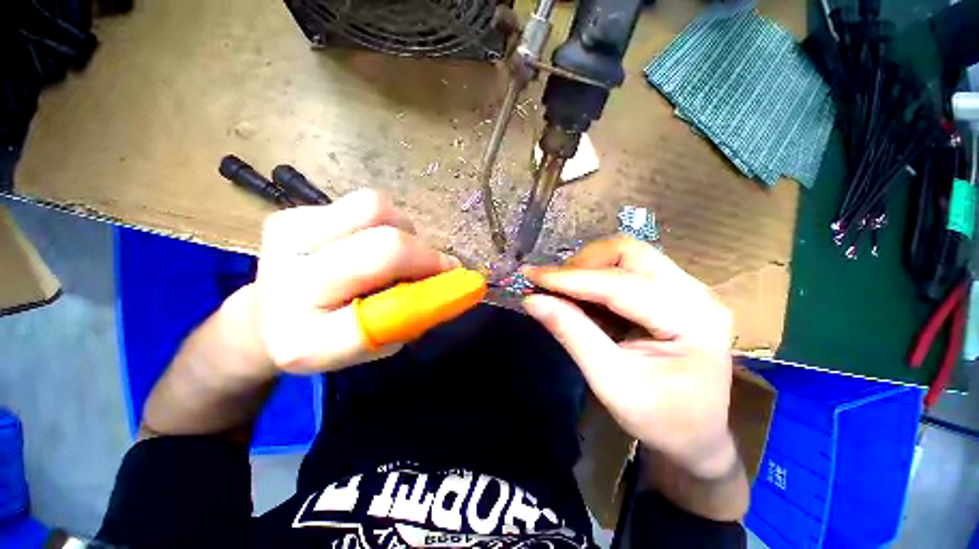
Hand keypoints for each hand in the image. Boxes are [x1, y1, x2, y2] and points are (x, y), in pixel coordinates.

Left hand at [220, 189, 459, 377]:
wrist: (268, 316)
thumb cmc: (331, 337)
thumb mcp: (377, 345)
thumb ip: (413, 315)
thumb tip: (452, 281)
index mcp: (307, 340)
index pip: (381, 314)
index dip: (427, 294)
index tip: (453, 282)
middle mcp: (288, 286)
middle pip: (384, 246)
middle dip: (425, 254)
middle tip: (438, 265)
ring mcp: (283, 240)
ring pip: (375, 208)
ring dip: (404, 229)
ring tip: (399, 251)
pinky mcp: (288, 214)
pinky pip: (363, 203)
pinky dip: (385, 220)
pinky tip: (373, 239)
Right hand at [522, 235, 736, 478]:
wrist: (697, 435)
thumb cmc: (659, 419)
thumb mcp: (610, 382)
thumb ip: (572, 334)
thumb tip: (532, 300)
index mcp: (692, 322)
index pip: (619, 285)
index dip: (570, 278)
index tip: (531, 275)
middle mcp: (697, 294)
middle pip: (629, 252)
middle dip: (583, 263)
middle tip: (552, 285)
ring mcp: (690, 288)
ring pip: (629, 253)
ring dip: (590, 265)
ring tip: (565, 288)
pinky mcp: (677, 290)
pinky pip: (631, 266)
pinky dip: (599, 273)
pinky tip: (584, 292)